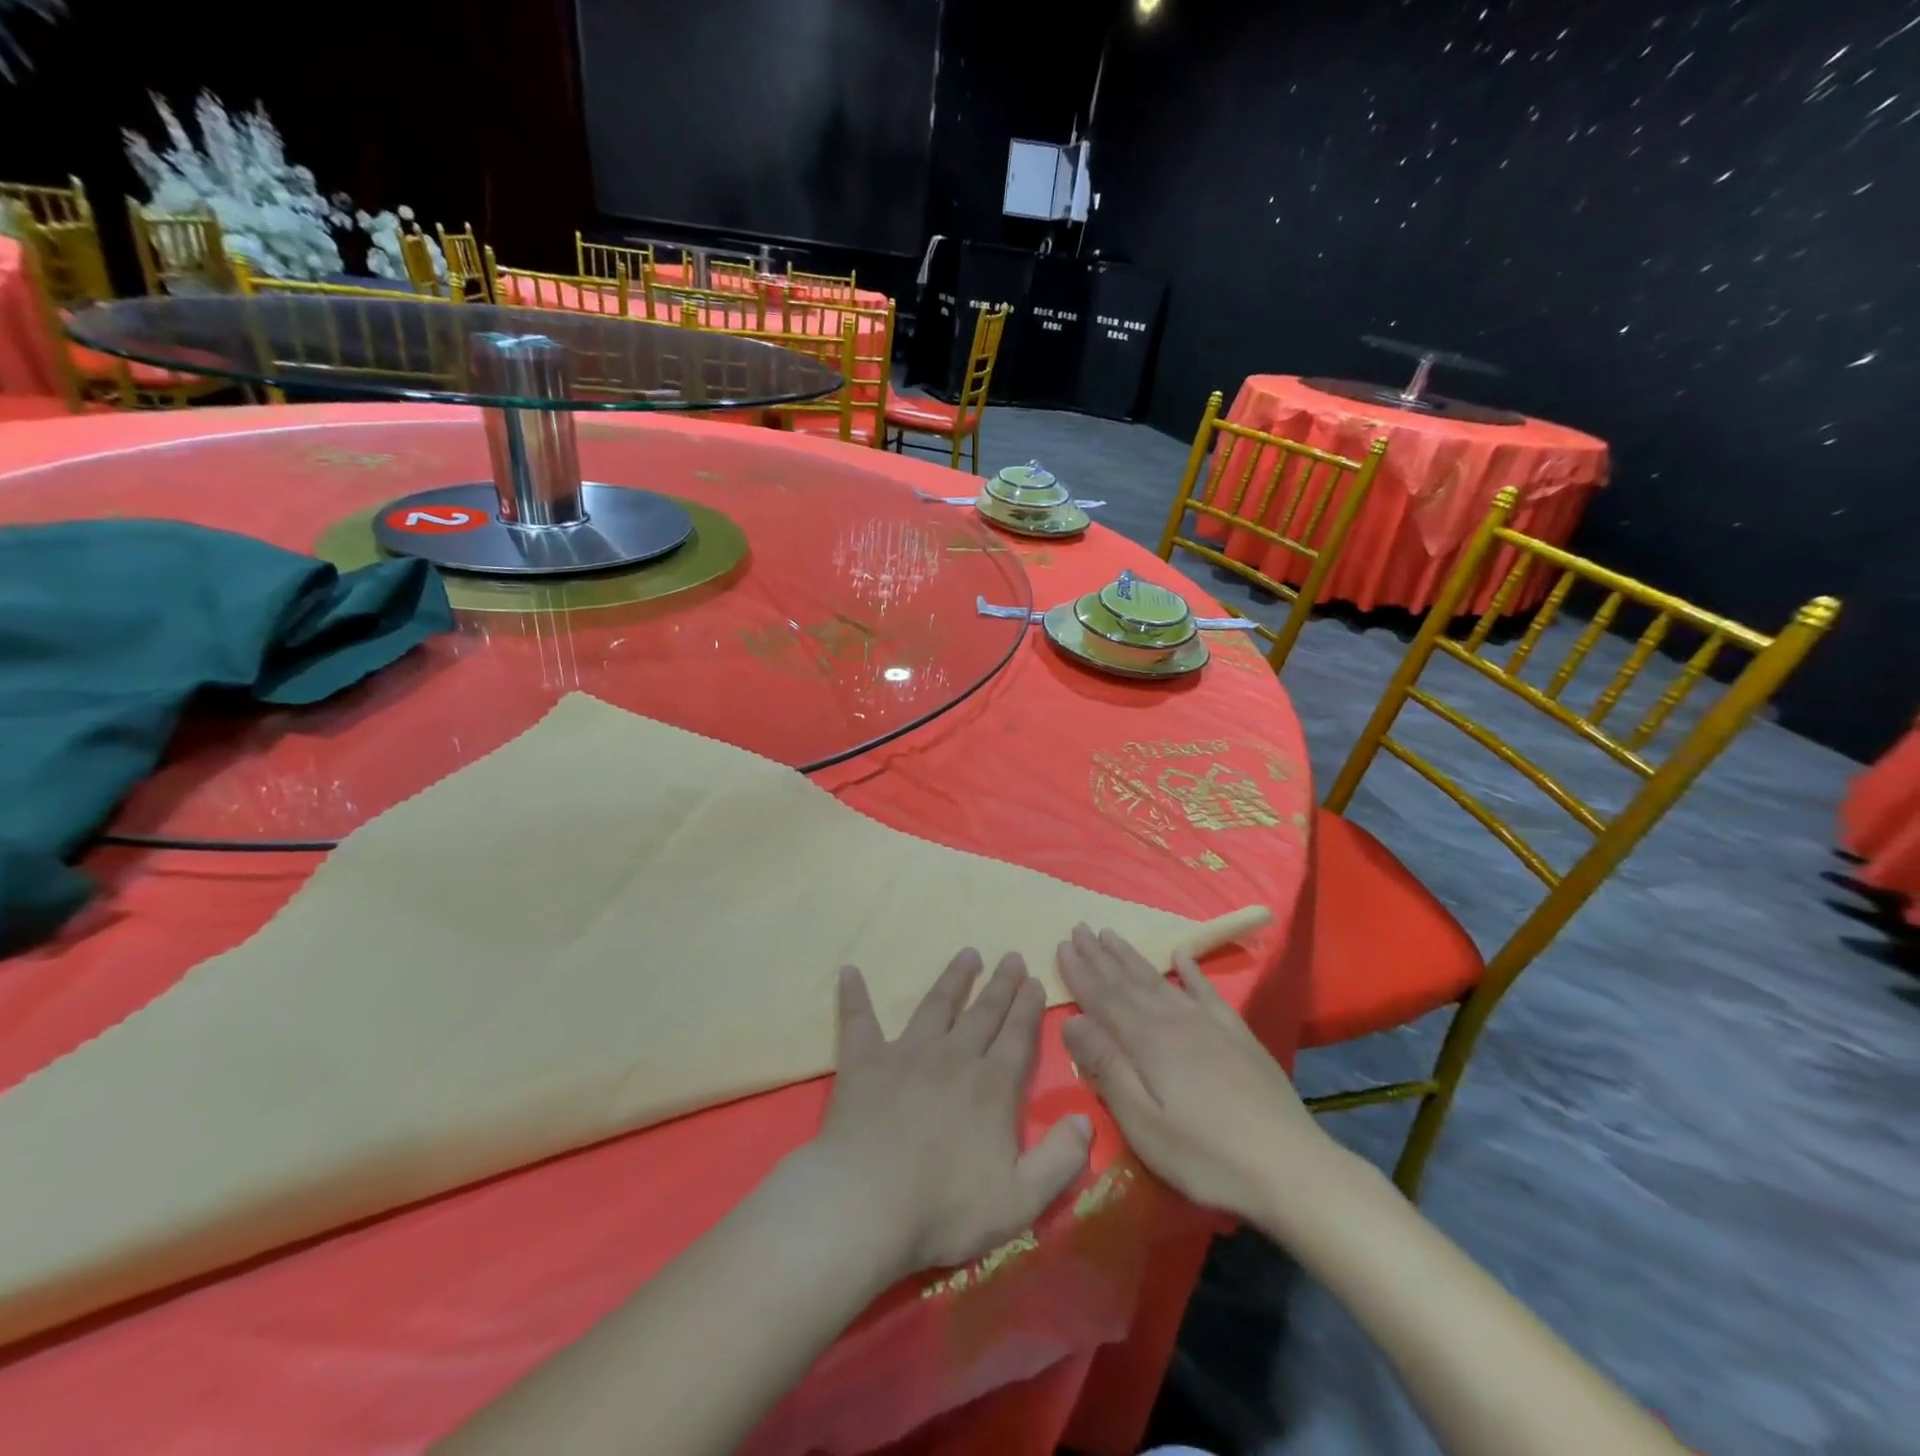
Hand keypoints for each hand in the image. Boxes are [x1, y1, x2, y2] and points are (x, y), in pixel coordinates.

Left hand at [803, 948, 1093, 1276]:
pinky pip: (859, 1020)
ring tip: (967, 954)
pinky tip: (849, 972)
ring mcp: (907, 1054)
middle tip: (1011, 956)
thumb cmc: (945, 1209)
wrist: (867, 1204)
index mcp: (992, 1087)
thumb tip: (1086, 1122)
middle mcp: (954, 1057)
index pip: (1017, 1037)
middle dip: (1001, 985)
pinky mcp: (865, 1062)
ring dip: (954, 978)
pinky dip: (855, 996)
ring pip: (936, 1005)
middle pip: (983, 1013)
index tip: (1035, 979)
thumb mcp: (1020, 1201)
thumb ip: (1059, 1160)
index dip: (1028, 1008)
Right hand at [1058, 925, 1339, 1227]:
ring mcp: (1209, 1024)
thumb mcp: (1144, 1123)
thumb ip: (1107, 1068)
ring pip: (1160, 980)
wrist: (1291, 1168)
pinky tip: (1181, 954)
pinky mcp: (1237, 1035)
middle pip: (1128, 981)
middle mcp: (1174, 1021)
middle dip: (1100, 955)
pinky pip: (1206, 991)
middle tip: (1079, 928)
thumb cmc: (1207, 1156)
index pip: (1103, 999)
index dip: (1080, 973)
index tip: (1061, 945)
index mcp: (1147, 1042)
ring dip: (1132, 957)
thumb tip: (1071, 1021)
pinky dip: (1191, 970)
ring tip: (1111, 935)